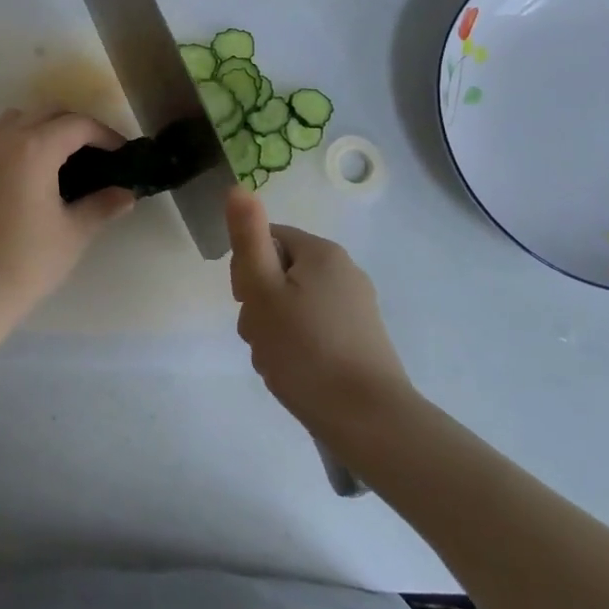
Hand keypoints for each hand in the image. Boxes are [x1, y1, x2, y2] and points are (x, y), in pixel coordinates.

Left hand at [0, 108, 135, 348]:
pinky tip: (36, 168)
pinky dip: (22, 136)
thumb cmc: (27, 260)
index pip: (77, 125)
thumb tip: (126, 194)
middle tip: (98, 152)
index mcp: (34, 148)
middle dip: (76, 125)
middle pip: (48, 111)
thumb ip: (102, 205)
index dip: (105, 135)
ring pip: (21, 117)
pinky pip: (1, 133)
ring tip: (66, 156)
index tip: (121, 154)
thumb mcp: (73, 233)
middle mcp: (6, 138)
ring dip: (46, 125)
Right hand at [226, 189, 415, 437]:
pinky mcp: (361, 339)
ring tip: (276, 360)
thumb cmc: (306, 350)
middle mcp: (343, 271)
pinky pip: (314, 328)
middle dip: (259, 303)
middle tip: (259, 336)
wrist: (370, 421)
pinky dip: (297, 345)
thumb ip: (247, 237)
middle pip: (278, 273)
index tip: (245, 303)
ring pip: (293, 304)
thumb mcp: (262, 290)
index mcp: (321, 252)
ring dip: (273, 328)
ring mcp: (356, 307)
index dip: (245, 270)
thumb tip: (238, 187)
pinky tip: (295, 372)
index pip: (265, 240)